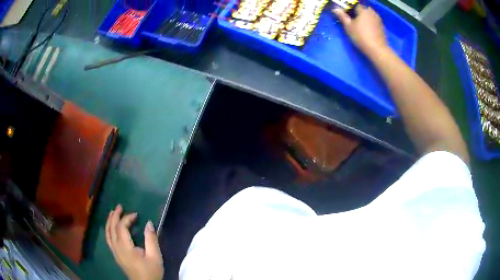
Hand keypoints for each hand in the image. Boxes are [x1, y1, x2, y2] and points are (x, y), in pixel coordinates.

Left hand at [106, 204, 163, 279]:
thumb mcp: (155, 256)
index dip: (127, 218)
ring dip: (109, 221)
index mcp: (125, 247)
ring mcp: (114, 252)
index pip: (121, 227)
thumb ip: (151, 239)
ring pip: (107, 233)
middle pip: (111, 228)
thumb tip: (149, 223)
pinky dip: (108, 229)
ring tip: (112, 212)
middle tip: (119, 206)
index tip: (137, 214)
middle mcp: (116, 248)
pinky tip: (111, 227)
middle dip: (115, 216)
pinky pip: (108, 238)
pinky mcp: (116, 255)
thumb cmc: (151, 271)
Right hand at [333, 5, 387, 56]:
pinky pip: (374, 21)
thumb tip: (335, 9)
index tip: (346, 14)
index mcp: (363, 10)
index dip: (350, 9)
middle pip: (363, 9)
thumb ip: (342, 16)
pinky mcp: (382, 27)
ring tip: (360, 24)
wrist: (377, 50)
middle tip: (353, 19)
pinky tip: (368, 29)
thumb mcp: (348, 26)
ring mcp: (378, 20)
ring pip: (370, 14)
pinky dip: (370, 22)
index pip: (355, 5)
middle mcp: (372, 12)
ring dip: (365, 17)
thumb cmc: (361, 36)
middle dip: (358, 12)